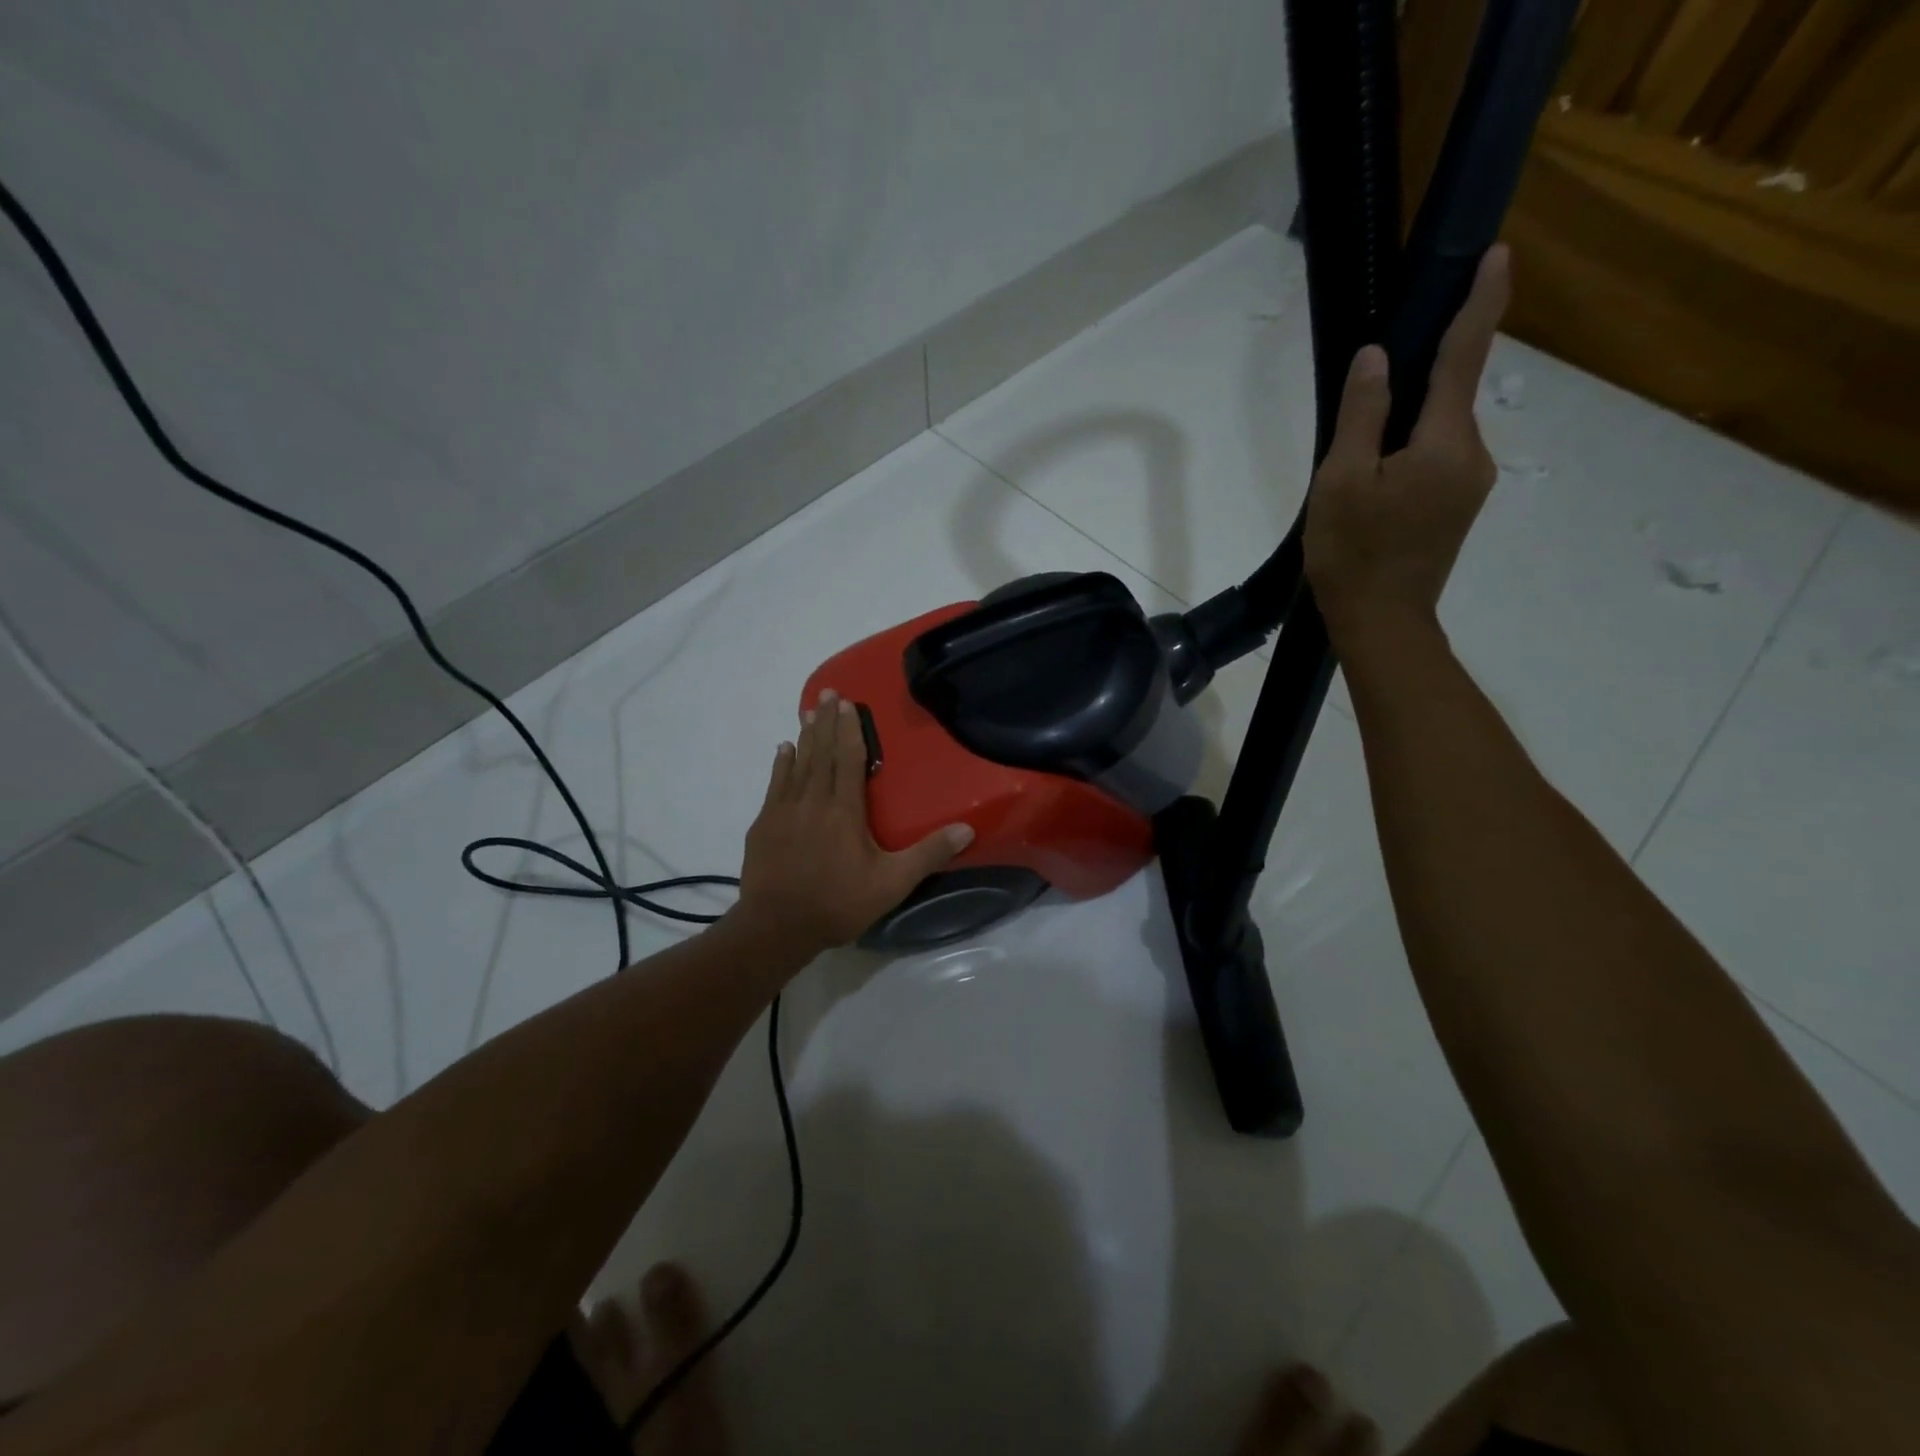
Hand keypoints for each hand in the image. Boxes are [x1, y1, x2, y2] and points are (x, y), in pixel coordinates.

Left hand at [733, 690, 973, 958]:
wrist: (777, 927)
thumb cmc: (838, 903)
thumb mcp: (892, 883)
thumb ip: (928, 854)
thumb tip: (967, 829)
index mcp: (845, 809)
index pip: (849, 759)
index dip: (850, 729)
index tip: (847, 703)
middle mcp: (814, 800)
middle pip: (822, 753)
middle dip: (827, 722)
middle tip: (827, 694)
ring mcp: (784, 810)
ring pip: (798, 764)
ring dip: (805, 737)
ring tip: (808, 713)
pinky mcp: (764, 825)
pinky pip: (775, 784)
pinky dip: (781, 764)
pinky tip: (782, 750)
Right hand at [1305, 245, 1510, 649]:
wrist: (1382, 621)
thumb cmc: (1353, 553)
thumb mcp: (1339, 482)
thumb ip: (1361, 416)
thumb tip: (1377, 358)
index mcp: (1443, 443)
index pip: (1464, 358)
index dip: (1479, 303)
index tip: (1497, 253)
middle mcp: (1472, 454)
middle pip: (1447, 398)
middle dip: (1416, 383)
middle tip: (1366, 400)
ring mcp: (1470, 483)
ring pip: (1439, 431)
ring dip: (1405, 426)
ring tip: (1357, 463)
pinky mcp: (1459, 505)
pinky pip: (1437, 458)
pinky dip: (1410, 451)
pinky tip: (1375, 481)